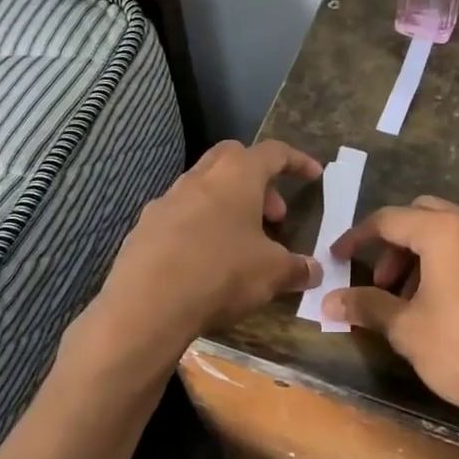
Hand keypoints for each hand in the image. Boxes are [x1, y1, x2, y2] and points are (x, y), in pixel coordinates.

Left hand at [90, 140, 322, 358]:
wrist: (147, 305)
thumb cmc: (221, 274)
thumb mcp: (272, 273)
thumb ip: (297, 268)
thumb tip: (314, 271)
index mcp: (236, 175)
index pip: (274, 153)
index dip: (297, 162)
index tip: (314, 175)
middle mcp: (199, 177)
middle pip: (232, 158)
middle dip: (258, 179)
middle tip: (273, 215)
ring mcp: (166, 200)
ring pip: (204, 187)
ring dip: (227, 203)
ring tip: (241, 241)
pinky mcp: (144, 227)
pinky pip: (180, 215)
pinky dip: (200, 226)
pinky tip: (205, 259)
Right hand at [324, 197, 458, 458]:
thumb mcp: (406, 329)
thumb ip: (367, 305)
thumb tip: (328, 300)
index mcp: (447, 233)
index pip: (390, 219)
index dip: (358, 237)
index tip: (338, 258)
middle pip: (425, 215)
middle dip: (395, 242)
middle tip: (381, 281)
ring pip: (454, 234)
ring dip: (424, 256)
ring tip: (411, 302)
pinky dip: (453, 266)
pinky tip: (448, 309)